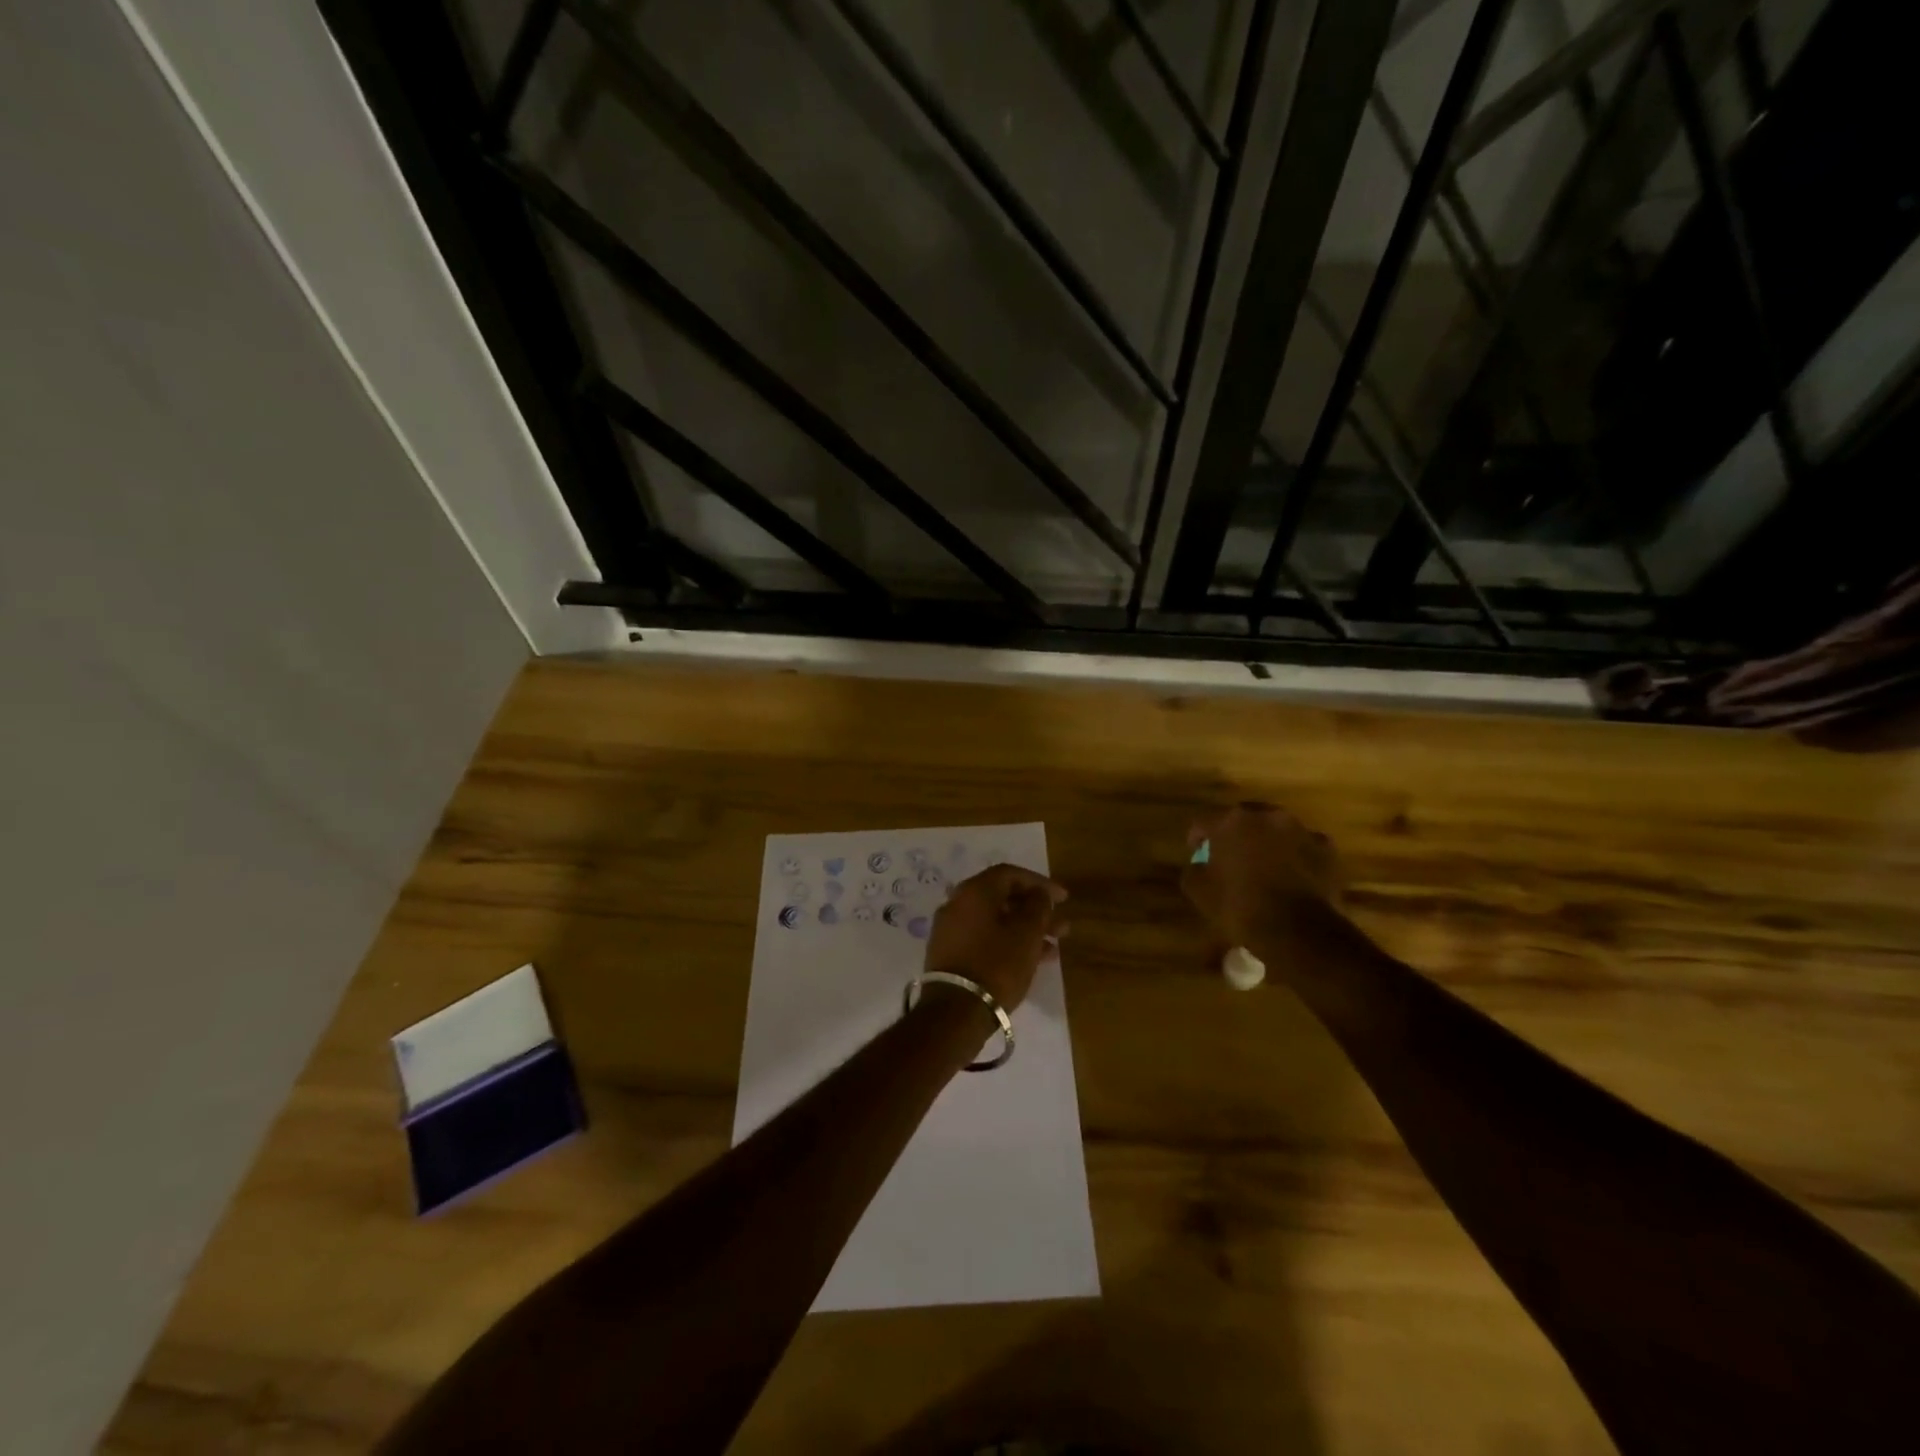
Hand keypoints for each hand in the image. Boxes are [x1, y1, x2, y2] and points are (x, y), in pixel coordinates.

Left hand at [923, 864, 1067, 1010]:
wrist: (955, 1012)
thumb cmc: (996, 965)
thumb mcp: (1027, 934)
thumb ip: (1038, 906)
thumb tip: (1039, 895)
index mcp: (973, 892)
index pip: (1010, 874)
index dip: (1040, 883)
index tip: (1063, 899)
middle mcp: (957, 904)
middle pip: (1002, 898)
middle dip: (1035, 910)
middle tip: (1061, 926)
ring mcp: (951, 930)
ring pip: (995, 921)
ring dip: (1025, 930)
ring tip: (1054, 948)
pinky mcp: (950, 954)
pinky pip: (985, 938)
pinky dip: (1008, 943)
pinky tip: (1032, 961)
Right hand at [1182, 803, 1344, 952]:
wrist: (1298, 931)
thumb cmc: (1241, 907)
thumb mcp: (1199, 893)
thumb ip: (1193, 870)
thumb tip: (1198, 864)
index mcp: (1231, 822)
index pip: (1203, 822)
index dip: (1197, 839)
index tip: (1198, 856)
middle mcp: (1266, 816)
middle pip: (1242, 819)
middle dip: (1235, 836)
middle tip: (1232, 859)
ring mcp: (1300, 829)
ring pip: (1276, 830)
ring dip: (1268, 843)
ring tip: (1265, 868)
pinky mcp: (1326, 848)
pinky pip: (1304, 846)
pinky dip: (1297, 856)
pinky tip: (1293, 877)